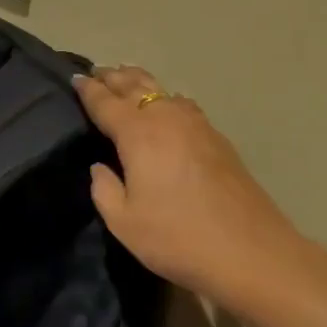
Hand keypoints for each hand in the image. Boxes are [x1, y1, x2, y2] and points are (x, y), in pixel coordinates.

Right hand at [75, 66, 326, 318]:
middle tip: (97, 72)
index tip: (74, 78)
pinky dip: (166, 99)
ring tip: (127, 81)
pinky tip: (167, 108)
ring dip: (141, 83)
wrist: (252, 253)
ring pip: (163, 92)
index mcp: (138, 134)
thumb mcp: (124, 222)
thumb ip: (104, 189)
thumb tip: (100, 167)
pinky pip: (183, 106)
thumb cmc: (177, 238)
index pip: (106, 102)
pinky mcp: (218, 140)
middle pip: (136, 86)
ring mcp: (198, 126)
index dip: (88, 90)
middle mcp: (167, 119)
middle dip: (114, 77)